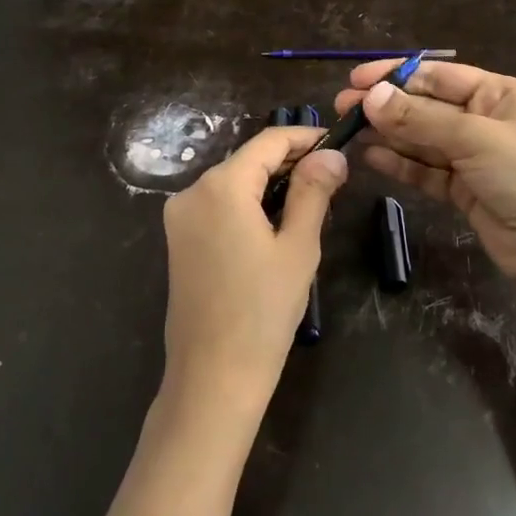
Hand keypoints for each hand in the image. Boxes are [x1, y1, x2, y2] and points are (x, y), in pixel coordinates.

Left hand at [160, 126, 348, 415]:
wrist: (212, 377)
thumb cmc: (263, 312)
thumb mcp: (298, 247)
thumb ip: (313, 191)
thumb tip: (331, 154)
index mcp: (221, 186)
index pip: (268, 142)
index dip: (304, 137)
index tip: (337, 142)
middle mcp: (192, 191)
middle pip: (247, 160)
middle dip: (289, 161)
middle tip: (332, 176)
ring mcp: (179, 217)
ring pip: (232, 182)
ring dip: (269, 184)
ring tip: (311, 199)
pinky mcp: (178, 240)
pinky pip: (218, 205)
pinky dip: (247, 204)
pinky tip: (274, 223)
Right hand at [334, 60, 515, 293]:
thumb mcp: (474, 139)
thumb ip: (419, 119)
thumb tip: (370, 97)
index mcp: (497, 94)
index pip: (437, 76)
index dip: (395, 75)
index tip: (356, 80)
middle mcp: (484, 120)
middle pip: (425, 107)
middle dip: (385, 106)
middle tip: (342, 108)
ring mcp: (473, 156)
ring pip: (421, 139)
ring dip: (387, 134)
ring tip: (348, 131)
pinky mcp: (464, 189)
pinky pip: (425, 170)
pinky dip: (400, 163)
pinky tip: (371, 157)